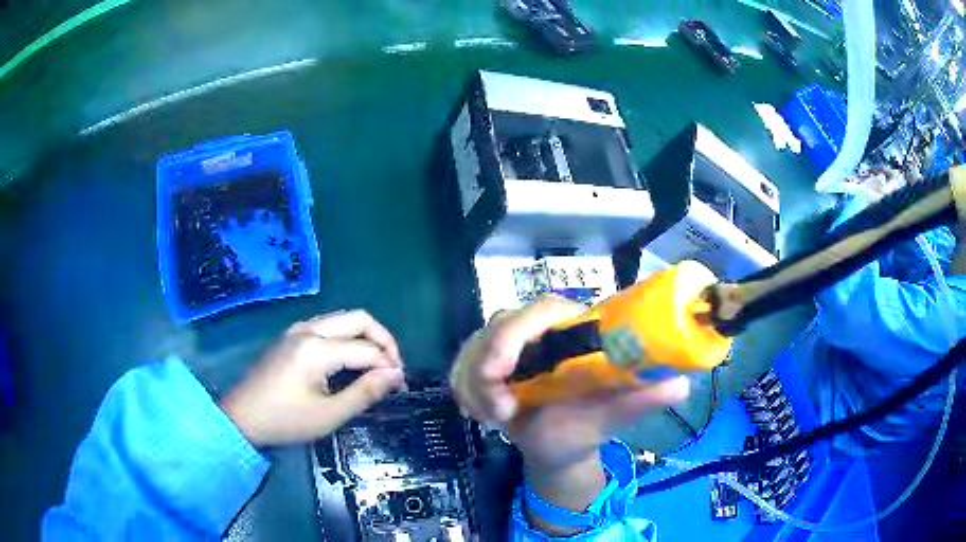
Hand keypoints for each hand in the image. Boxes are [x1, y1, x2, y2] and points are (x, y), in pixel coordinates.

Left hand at [221, 310, 405, 446]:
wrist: (242, 417)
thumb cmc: (285, 420)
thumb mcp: (329, 414)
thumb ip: (365, 392)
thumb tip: (395, 375)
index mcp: (317, 348)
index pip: (367, 349)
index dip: (390, 365)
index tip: (401, 385)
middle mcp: (309, 328)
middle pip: (359, 318)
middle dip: (383, 340)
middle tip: (393, 368)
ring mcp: (298, 328)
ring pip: (343, 319)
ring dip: (365, 337)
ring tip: (376, 365)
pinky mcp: (291, 335)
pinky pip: (328, 326)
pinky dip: (347, 337)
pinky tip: (350, 361)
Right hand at [450, 297, 688, 533]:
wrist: (557, 449)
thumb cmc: (588, 428)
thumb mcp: (614, 417)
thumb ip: (643, 399)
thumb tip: (681, 385)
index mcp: (575, 331)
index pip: (542, 309)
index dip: (517, 333)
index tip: (502, 372)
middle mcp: (541, 331)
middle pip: (500, 324)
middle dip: (486, 367)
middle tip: (498, 411)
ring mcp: (509, 346)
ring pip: (474, 346)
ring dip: (474, 386)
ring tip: (494, 420)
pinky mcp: (487, 362)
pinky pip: (461, 366)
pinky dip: (464, 391)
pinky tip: (482, 415)